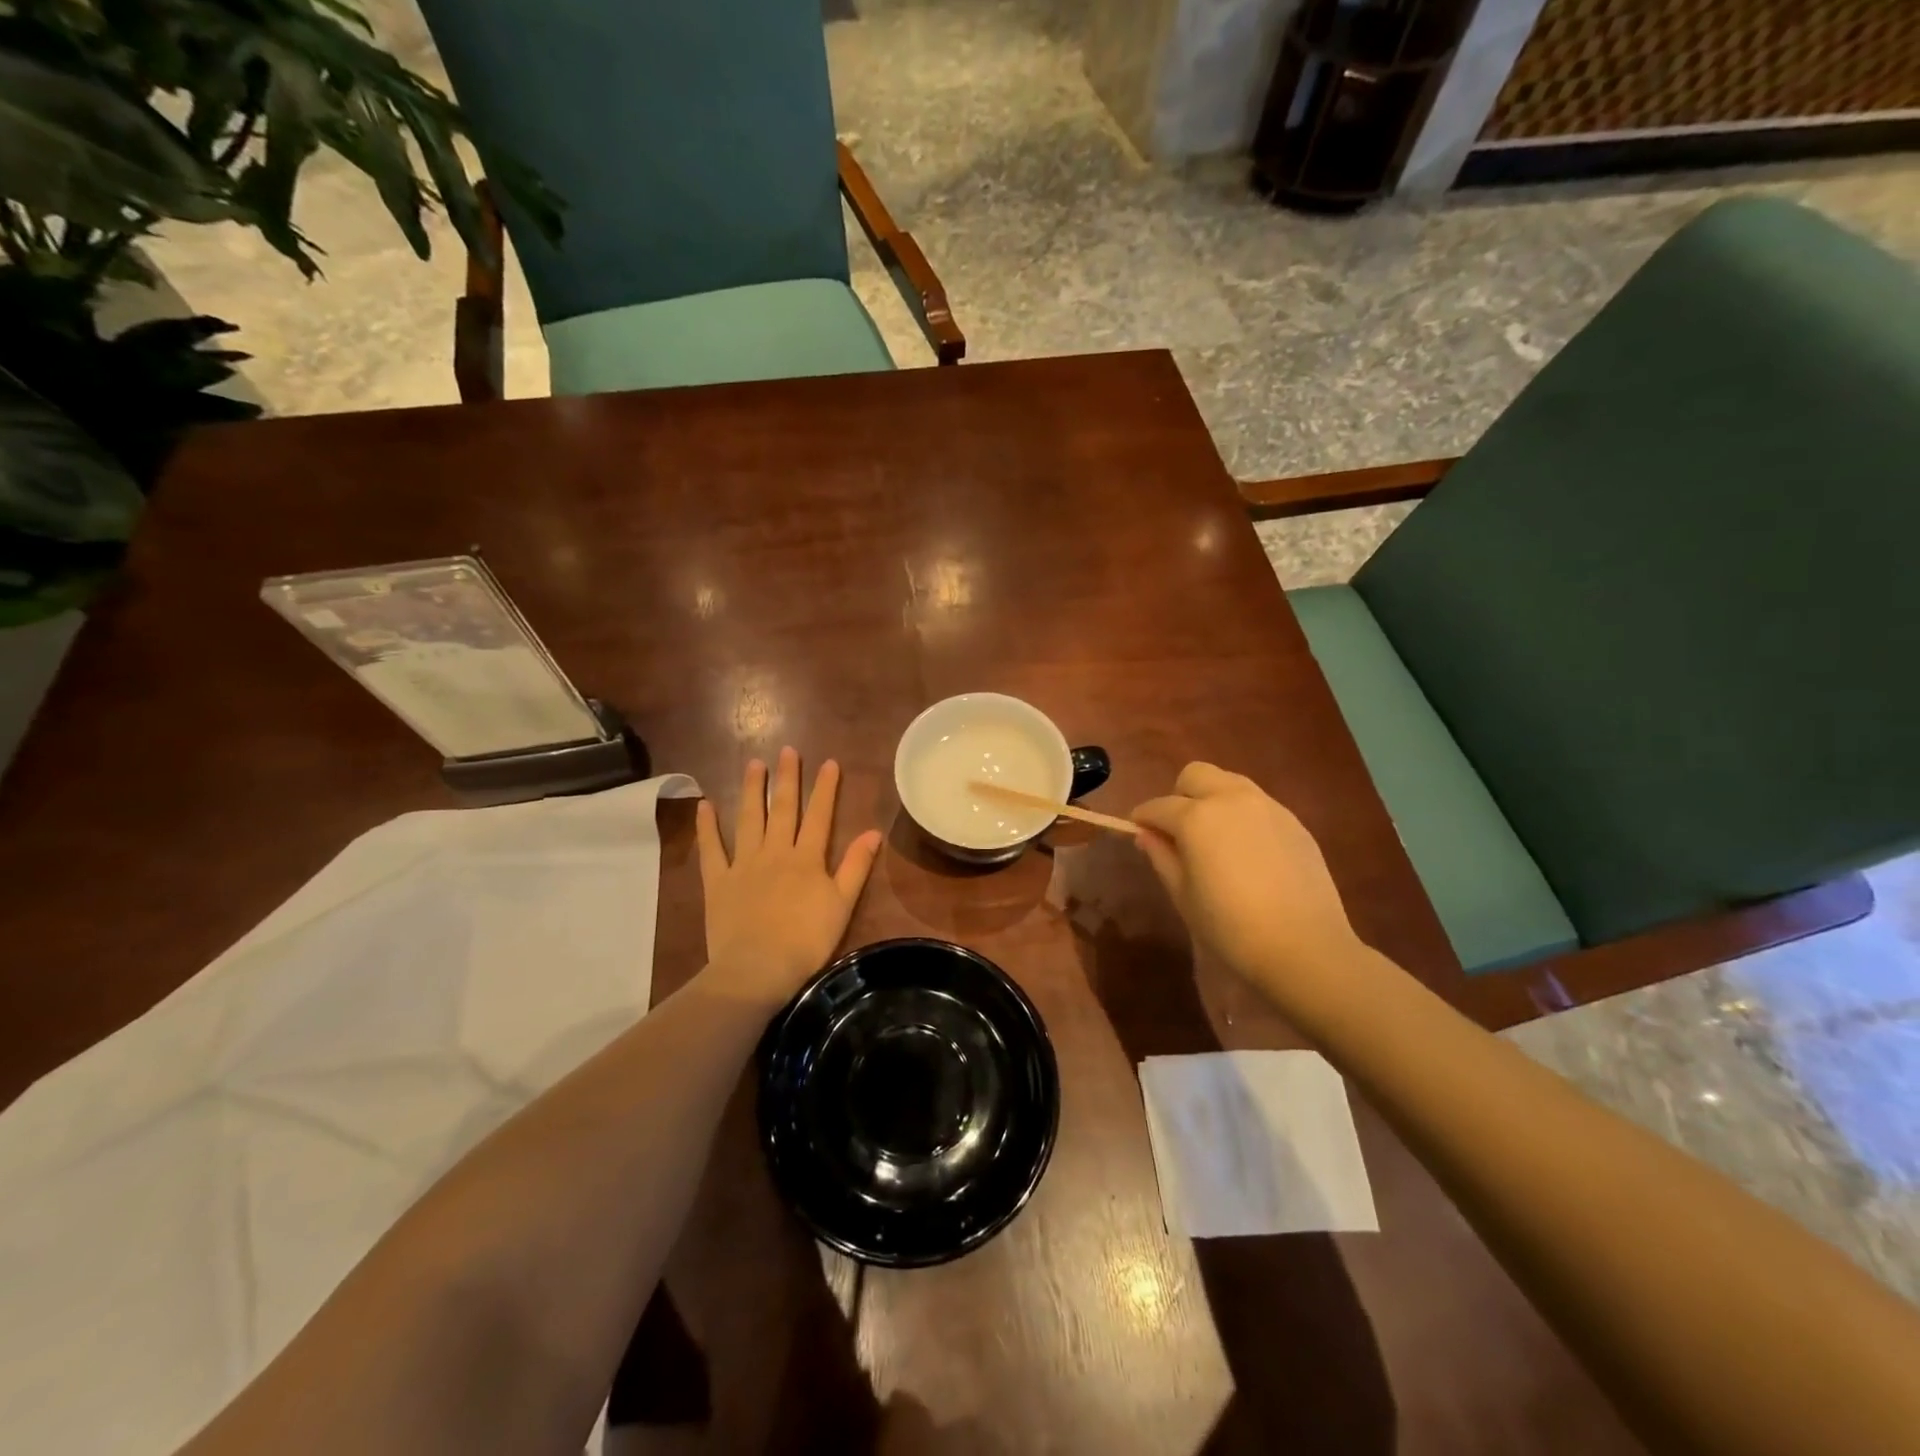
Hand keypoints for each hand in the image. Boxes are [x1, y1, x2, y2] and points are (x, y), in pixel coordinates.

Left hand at [696, 748, 883, 1009]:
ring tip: (753, 764)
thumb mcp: (842, 904)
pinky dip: (707, 827)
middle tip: (787, 750)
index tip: (829, 762)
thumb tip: (873, 832)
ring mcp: (744, 864)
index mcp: (807, 858)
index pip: (819, 815)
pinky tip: (705, 805)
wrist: (757, 968)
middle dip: (786, 778)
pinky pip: (711, 849)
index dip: (825, 788)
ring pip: (748, 820)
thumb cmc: (806, 940)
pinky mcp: (718, 881)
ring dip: (751, 790)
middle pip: (782, 809)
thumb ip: (856, 866)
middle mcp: (775, 852)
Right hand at [1131, 762, 1361, 1010]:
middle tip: (1178, 831)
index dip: (1142, 818)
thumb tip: (1145, 835)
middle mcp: (1230, 799)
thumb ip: (1161, 857)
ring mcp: (1267, 806)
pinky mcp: (1293, 821)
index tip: (1137, 831)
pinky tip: (1247, 851)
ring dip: (1212, 799)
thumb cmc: (1230, 926)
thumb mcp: (1183, 895)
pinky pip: (1257, 804)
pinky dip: (1241, 815)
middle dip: (1179, 795)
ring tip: (1214, 837)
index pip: (1158, 806)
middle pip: (1194, 775)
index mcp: (1196, 817)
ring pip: (1229, 783)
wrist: (1304, 946)